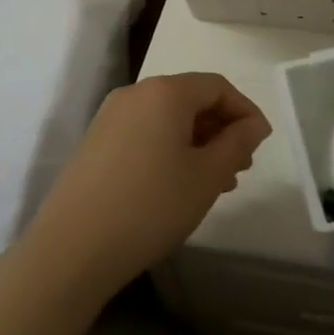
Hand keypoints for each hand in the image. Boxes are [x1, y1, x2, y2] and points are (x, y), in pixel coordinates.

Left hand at [26, 73, 270, 296]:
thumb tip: (253, 125)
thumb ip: (237, 143)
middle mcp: (136, 93)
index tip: (261, 144)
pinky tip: (178, 185)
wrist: (72, 248)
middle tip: (240, 167)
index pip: (217, 86)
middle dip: (221, 129)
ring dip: (197, 142)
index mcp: (165, 91)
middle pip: (191, 99)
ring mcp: (110, 116)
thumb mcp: (206, 176)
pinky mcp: (95, 141)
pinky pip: (145, 132)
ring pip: (167, 118)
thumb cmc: (151, 206)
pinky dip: (169, 148)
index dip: (245, 111)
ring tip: (215, 182)